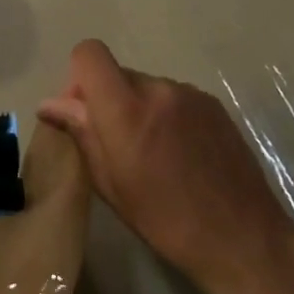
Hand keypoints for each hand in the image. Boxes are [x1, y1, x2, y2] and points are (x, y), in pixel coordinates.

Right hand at [38, 40, 293, 293]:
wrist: (243, 240)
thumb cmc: (166, 220)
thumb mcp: (110, 183)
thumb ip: (81, 133)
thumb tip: (51, 104)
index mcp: (126, 109)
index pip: (89, 54)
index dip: (77, 77)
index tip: (82, 113)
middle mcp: (158, 89)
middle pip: (117, 73)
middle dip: (106, 99)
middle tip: (113, 144)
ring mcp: (190, 94)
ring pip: (145, 86)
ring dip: (137, 108)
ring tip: (152, 153)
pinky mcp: (213, 105)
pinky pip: (172, 97)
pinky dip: (164, 114)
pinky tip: (177, 153)